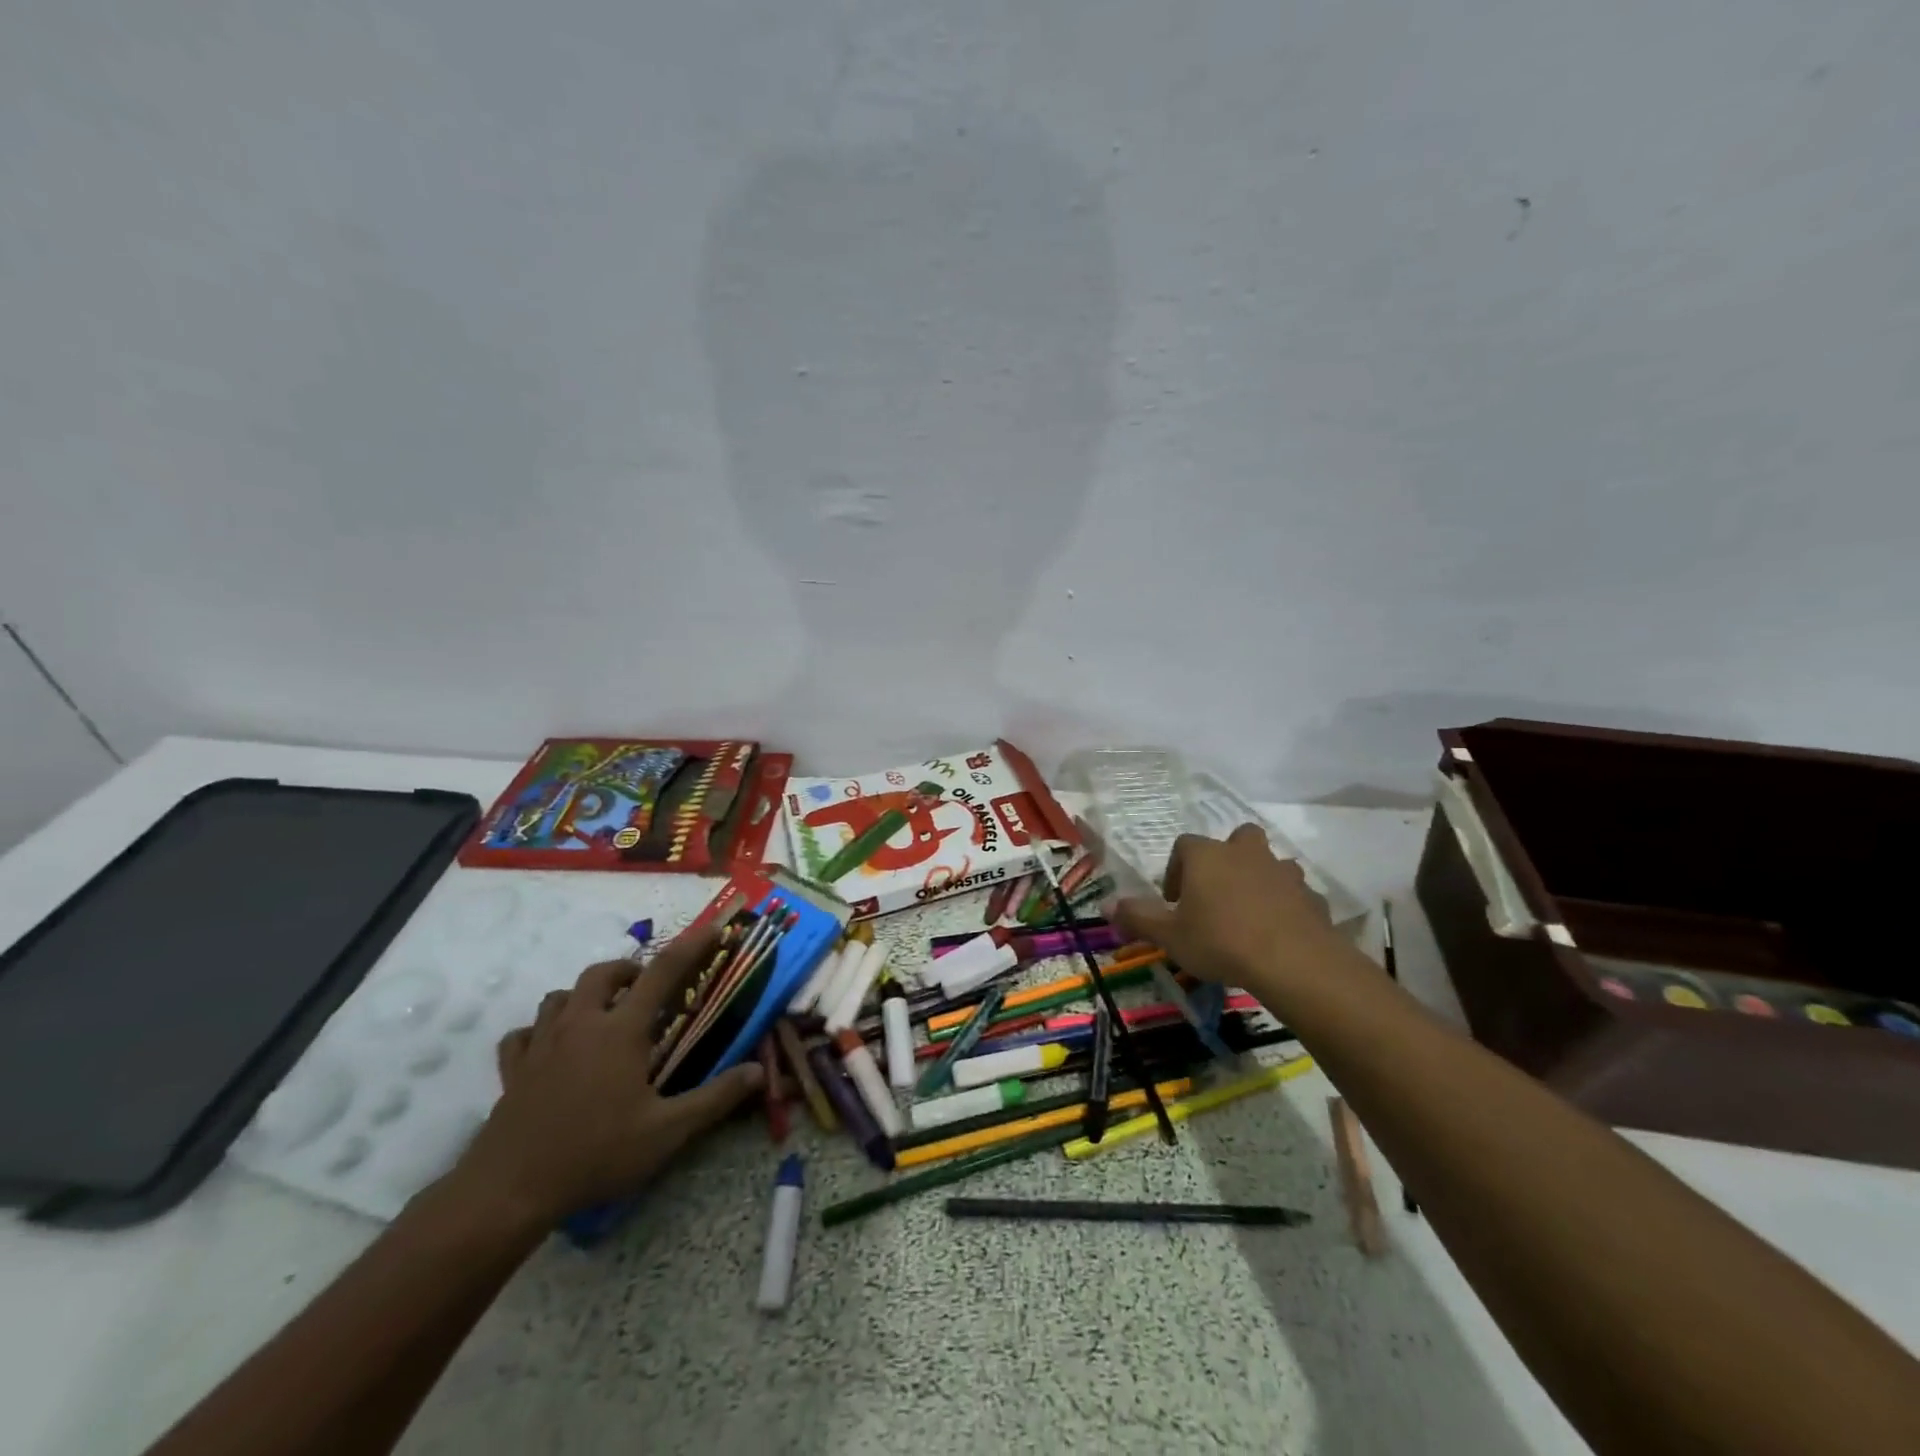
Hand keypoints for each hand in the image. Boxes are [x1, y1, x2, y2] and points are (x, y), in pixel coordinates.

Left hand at [454, 929, 764, 1227]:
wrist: (509, 1191)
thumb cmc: (595, 1154)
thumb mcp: (666, 1132)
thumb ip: (714, 1099)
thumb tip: (759, 1072)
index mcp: (621, 1031)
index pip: (663, 972)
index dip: (690, 946)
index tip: (711, 929)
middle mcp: (581, 1024)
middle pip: (602, 973)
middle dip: (628, 970)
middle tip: (646, 990)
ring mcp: (541, 1045)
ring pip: (560, 997)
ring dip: (584, 996)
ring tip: (601, 1016)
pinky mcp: (513, 1070)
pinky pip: (523, 1034)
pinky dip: (539, 1031)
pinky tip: (549, 1048)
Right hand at [1113, 823, 1341, 998]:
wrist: (1294, 962)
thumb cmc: (1221, 941)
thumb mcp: (1170, 936)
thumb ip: (1137, 918)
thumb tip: (1106, 906)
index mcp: (1207, 856)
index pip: (1185, 846)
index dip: (1176, 870)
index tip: (1175, 901)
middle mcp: (1246, 853)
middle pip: (1236, 839)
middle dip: (1227, 859)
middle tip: (1217, 894)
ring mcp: (1283, 872)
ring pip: (1269, 864)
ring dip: (1259, 880)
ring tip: (1249, 915)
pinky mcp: (1312, 896)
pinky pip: (1294, 894)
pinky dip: (1286, 906)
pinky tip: (1278, 934)